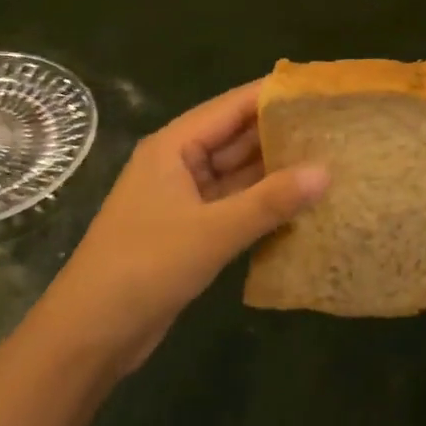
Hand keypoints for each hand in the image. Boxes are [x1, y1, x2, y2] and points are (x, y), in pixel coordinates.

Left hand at [36, 80, 327, 375]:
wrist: (90, 334)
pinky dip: (264, 203)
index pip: (231, 107)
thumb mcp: (212, 232)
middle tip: (335, 128)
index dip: (273, 96)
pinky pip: (235, 204)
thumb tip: (325, 172)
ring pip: (238, 173)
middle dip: (281, 133)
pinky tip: (301, 204)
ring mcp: (184, 198)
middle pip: (236, 137)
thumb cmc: (145, 267)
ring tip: (329, 160)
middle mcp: (179, 163)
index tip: (319, 91)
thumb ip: (270, 201)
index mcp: (174, 146)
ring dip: (276, 170)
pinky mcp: (191, 230)